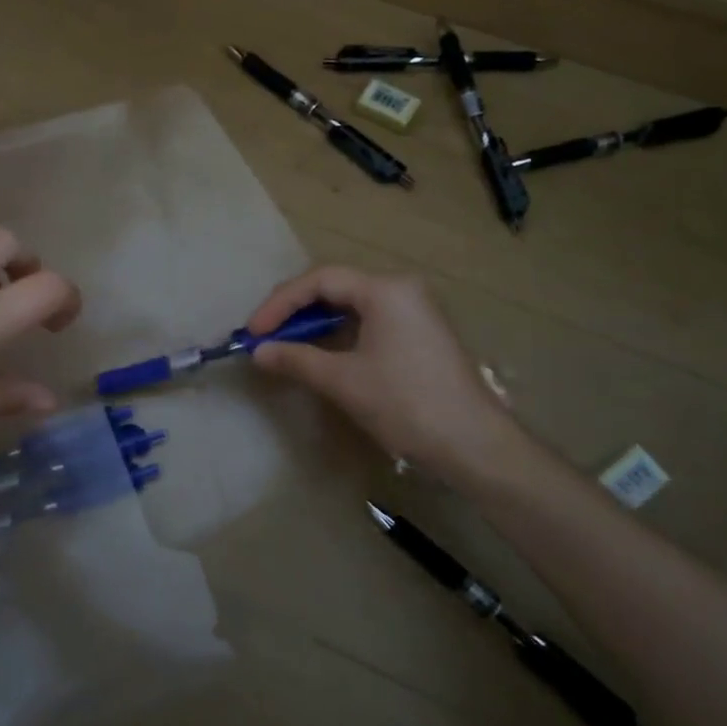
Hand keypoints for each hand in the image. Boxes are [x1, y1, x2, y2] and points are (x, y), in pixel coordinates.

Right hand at [247, 266, 521, 480]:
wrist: (474, 445)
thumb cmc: (406, 404)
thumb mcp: (344, 381)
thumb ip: (297, 359)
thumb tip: (257, 352)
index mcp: (386, 289)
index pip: (320, 280)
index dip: (280, 304)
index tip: (253, 332)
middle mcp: (402, 289)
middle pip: (336, 288)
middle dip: (296, 311)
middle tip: (265, 337)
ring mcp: (415, 311)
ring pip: (352, 306)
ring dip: (316, 324)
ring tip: (286, 346)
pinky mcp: (421, 334)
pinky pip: (370, 322)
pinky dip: (340, 335)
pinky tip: (322, 355)